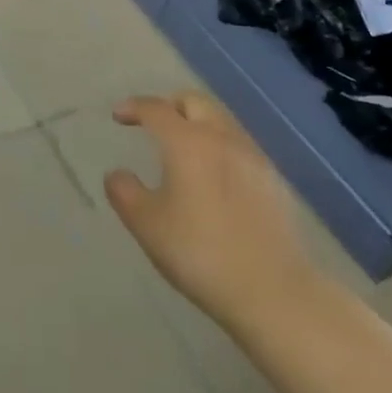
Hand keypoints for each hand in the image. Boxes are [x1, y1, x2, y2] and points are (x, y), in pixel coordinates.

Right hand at [105, 92, 318, 333]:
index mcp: (188, 142)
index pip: (157, 109)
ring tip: (184, 151)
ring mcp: (253, 156)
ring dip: (198, 123)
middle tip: (154, 124)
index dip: (134, 107)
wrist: (274, 290)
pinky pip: (240, 146)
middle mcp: (222, 137)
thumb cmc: (200, 253)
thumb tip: (117, 173)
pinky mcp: (273, 179)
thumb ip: (125, 193)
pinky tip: (215, 177)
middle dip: (170, 105)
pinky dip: (220, 146)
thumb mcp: (148, 226)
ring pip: (221, 121)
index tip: (119, 116)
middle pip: (195, 102)